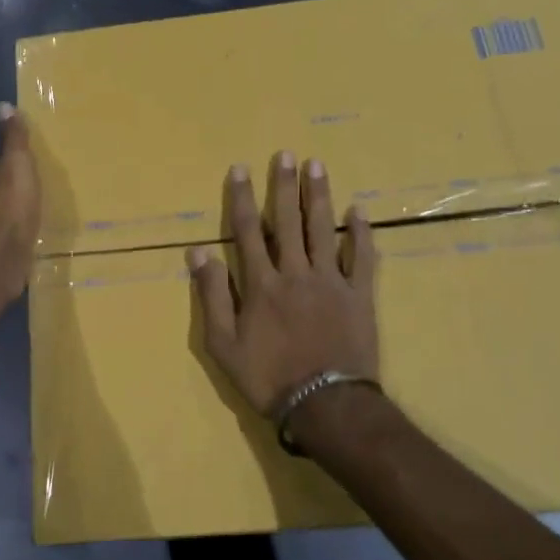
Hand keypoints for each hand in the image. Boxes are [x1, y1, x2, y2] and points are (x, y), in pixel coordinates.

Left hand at [0, 104, 40, 339]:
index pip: (2, 160)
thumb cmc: (15, 202)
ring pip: (14, 205)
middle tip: (34, 169)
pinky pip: (22, 225)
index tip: (20, 145)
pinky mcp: (14, 244)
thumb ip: (13, 139)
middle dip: (17, 177)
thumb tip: (2, 105)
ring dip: (23, 199)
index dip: (9, 152)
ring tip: (40, 194)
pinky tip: (37, 223)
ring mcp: (4, 223)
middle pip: (7, 183)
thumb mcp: (18, 164)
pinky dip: (28, 221)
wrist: (8, 252)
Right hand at [188, 151, 378, 421]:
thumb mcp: (223, 344)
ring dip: (319, 196)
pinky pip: (361, 258)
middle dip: (284, 186)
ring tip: (317, 166)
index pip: (248, 231)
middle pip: (288, 221)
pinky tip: (359, 211)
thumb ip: (212, 296)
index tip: (241, 169)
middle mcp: (295, 272)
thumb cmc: (268, 377)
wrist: (325, 405)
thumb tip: (198, 252)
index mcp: (261, 283)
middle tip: (286, 154)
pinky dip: (360, 233)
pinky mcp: (359, 295)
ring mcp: (330, 281)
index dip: (242, 198)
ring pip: (323, 229)